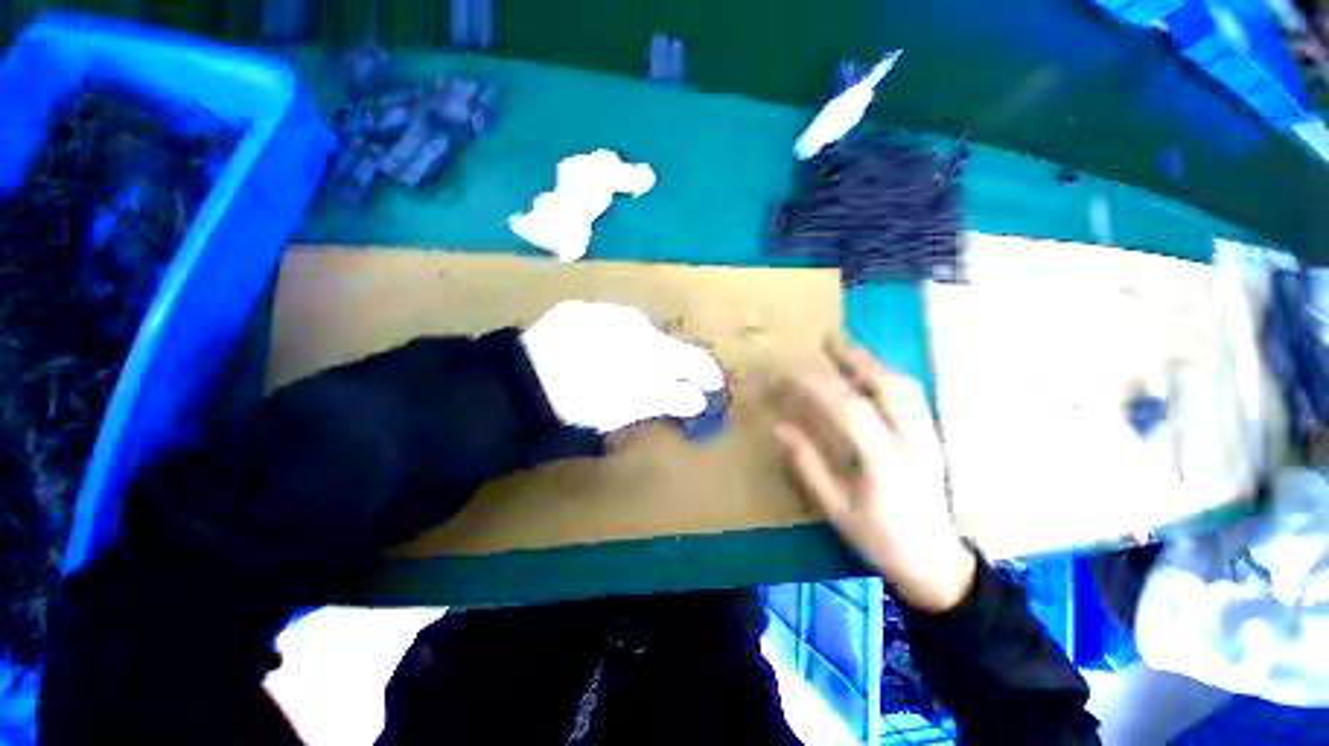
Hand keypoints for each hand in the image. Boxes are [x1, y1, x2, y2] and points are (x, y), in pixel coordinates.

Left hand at [520, 301, 725, 432]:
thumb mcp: (629, 407)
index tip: (711, 387)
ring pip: (638, 332)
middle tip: (664, 385)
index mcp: (650, 347)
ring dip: (642, 351)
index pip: (691, 357)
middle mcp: (634, 320)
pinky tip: (598, 355)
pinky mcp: (578, 310)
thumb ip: (669, 398)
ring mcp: (604, 311)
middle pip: (665, 343)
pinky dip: (614, 341)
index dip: (706, 373)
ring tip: (626, 371)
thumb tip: (699, 398)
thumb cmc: (582, 400)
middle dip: (671, 364)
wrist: (522, 381)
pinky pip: (610, 324)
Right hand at [772, 342, 975, 612]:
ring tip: (848, 351)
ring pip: (906, 387)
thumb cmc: (879, 538)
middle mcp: (911, 440)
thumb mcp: (836, 508)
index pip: (849, 408)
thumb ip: (808, 465)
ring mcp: (927, 437)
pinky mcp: (932, 439)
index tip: (793, 370)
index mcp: (884, 460)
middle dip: (857, 358)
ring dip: (874, 363)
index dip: (819, 385)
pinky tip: (871, 375)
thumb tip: (780, 428)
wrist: (934, 564)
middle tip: (830, 340)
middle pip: (889, 386)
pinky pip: (912, 397)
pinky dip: (888, 378)